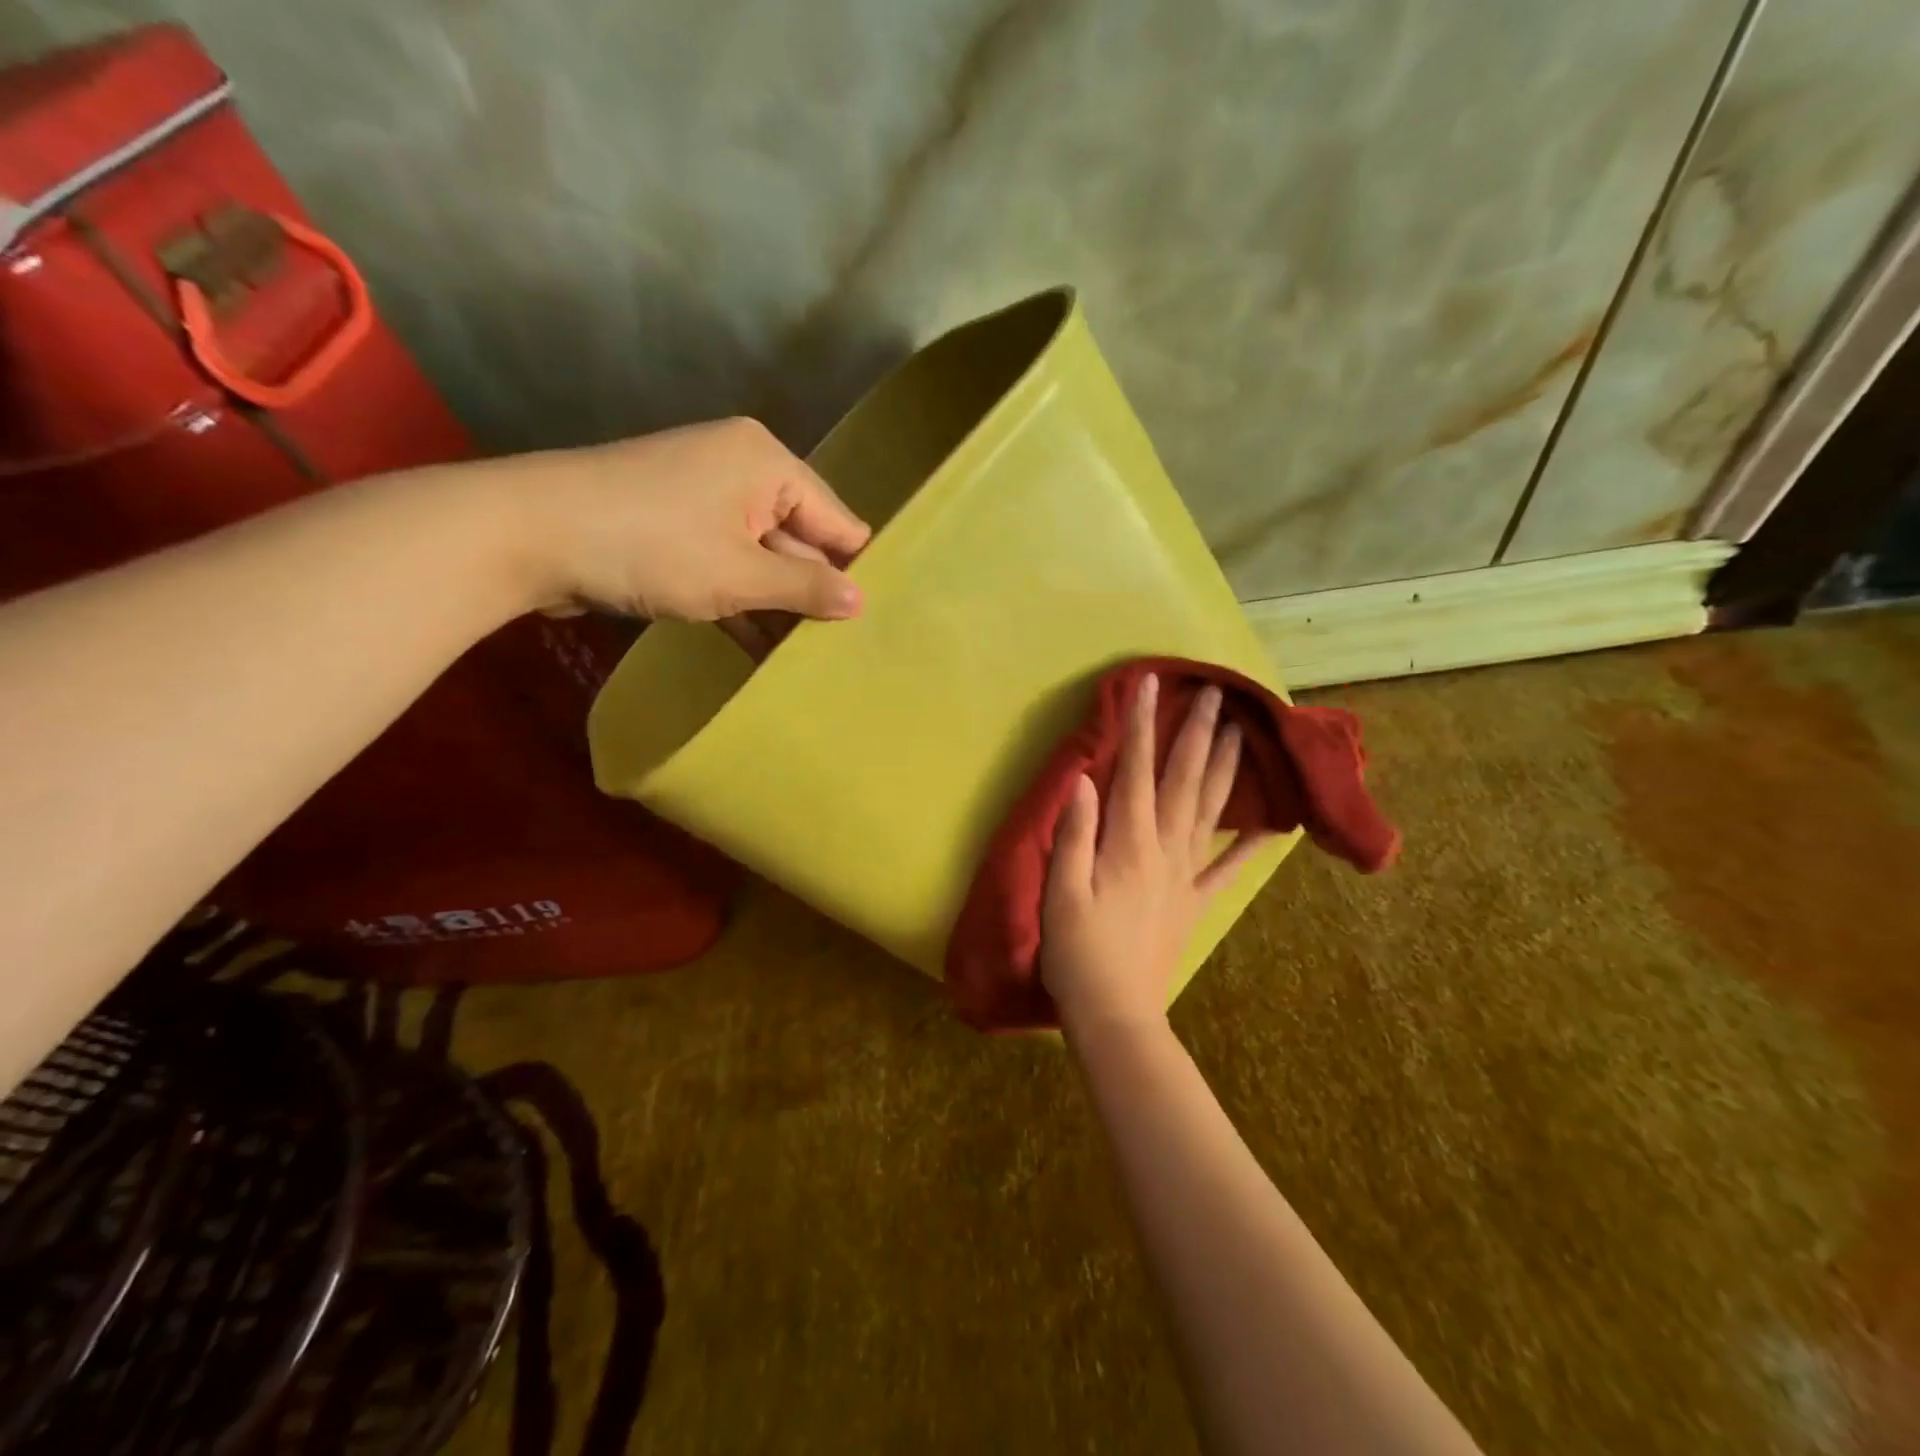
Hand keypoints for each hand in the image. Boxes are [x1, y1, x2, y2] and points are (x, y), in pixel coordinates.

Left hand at [506, 418, 870, 642]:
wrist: (526, 535)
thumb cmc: (651, 547)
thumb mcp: (740, 575)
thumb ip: (806, 587)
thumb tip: (863, 601)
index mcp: (767, 464)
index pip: (836, 520)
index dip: (853, 570)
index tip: (872, 622)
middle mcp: (741, 470)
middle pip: (799, 539)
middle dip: (813, 592)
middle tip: (842, 650)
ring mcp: (704, 499)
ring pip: (761, 558)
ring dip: (776, 606)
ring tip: (807, 659)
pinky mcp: (675, 528)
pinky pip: (726, 565)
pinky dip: (740, 602)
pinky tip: (761, 649)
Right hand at [1041, 673, 1270, 1036]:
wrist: (1117, 1015)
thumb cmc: (1078, 953)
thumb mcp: (1061, 893)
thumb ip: (1074, 834)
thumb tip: (1084, 779)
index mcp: (1128, 844)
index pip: (1136, 771)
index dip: (1143, 725)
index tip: (1151, 684)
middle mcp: (1165, 850)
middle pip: (1185, 782)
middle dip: (1198, 734)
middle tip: (1216, 694)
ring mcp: (1185, 876)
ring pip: (1211, 811)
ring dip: (1226, 769)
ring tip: (1242, 733)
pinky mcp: (1194, 902)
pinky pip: (1228, 868)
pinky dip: (1251, 844)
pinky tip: (1273, 824)